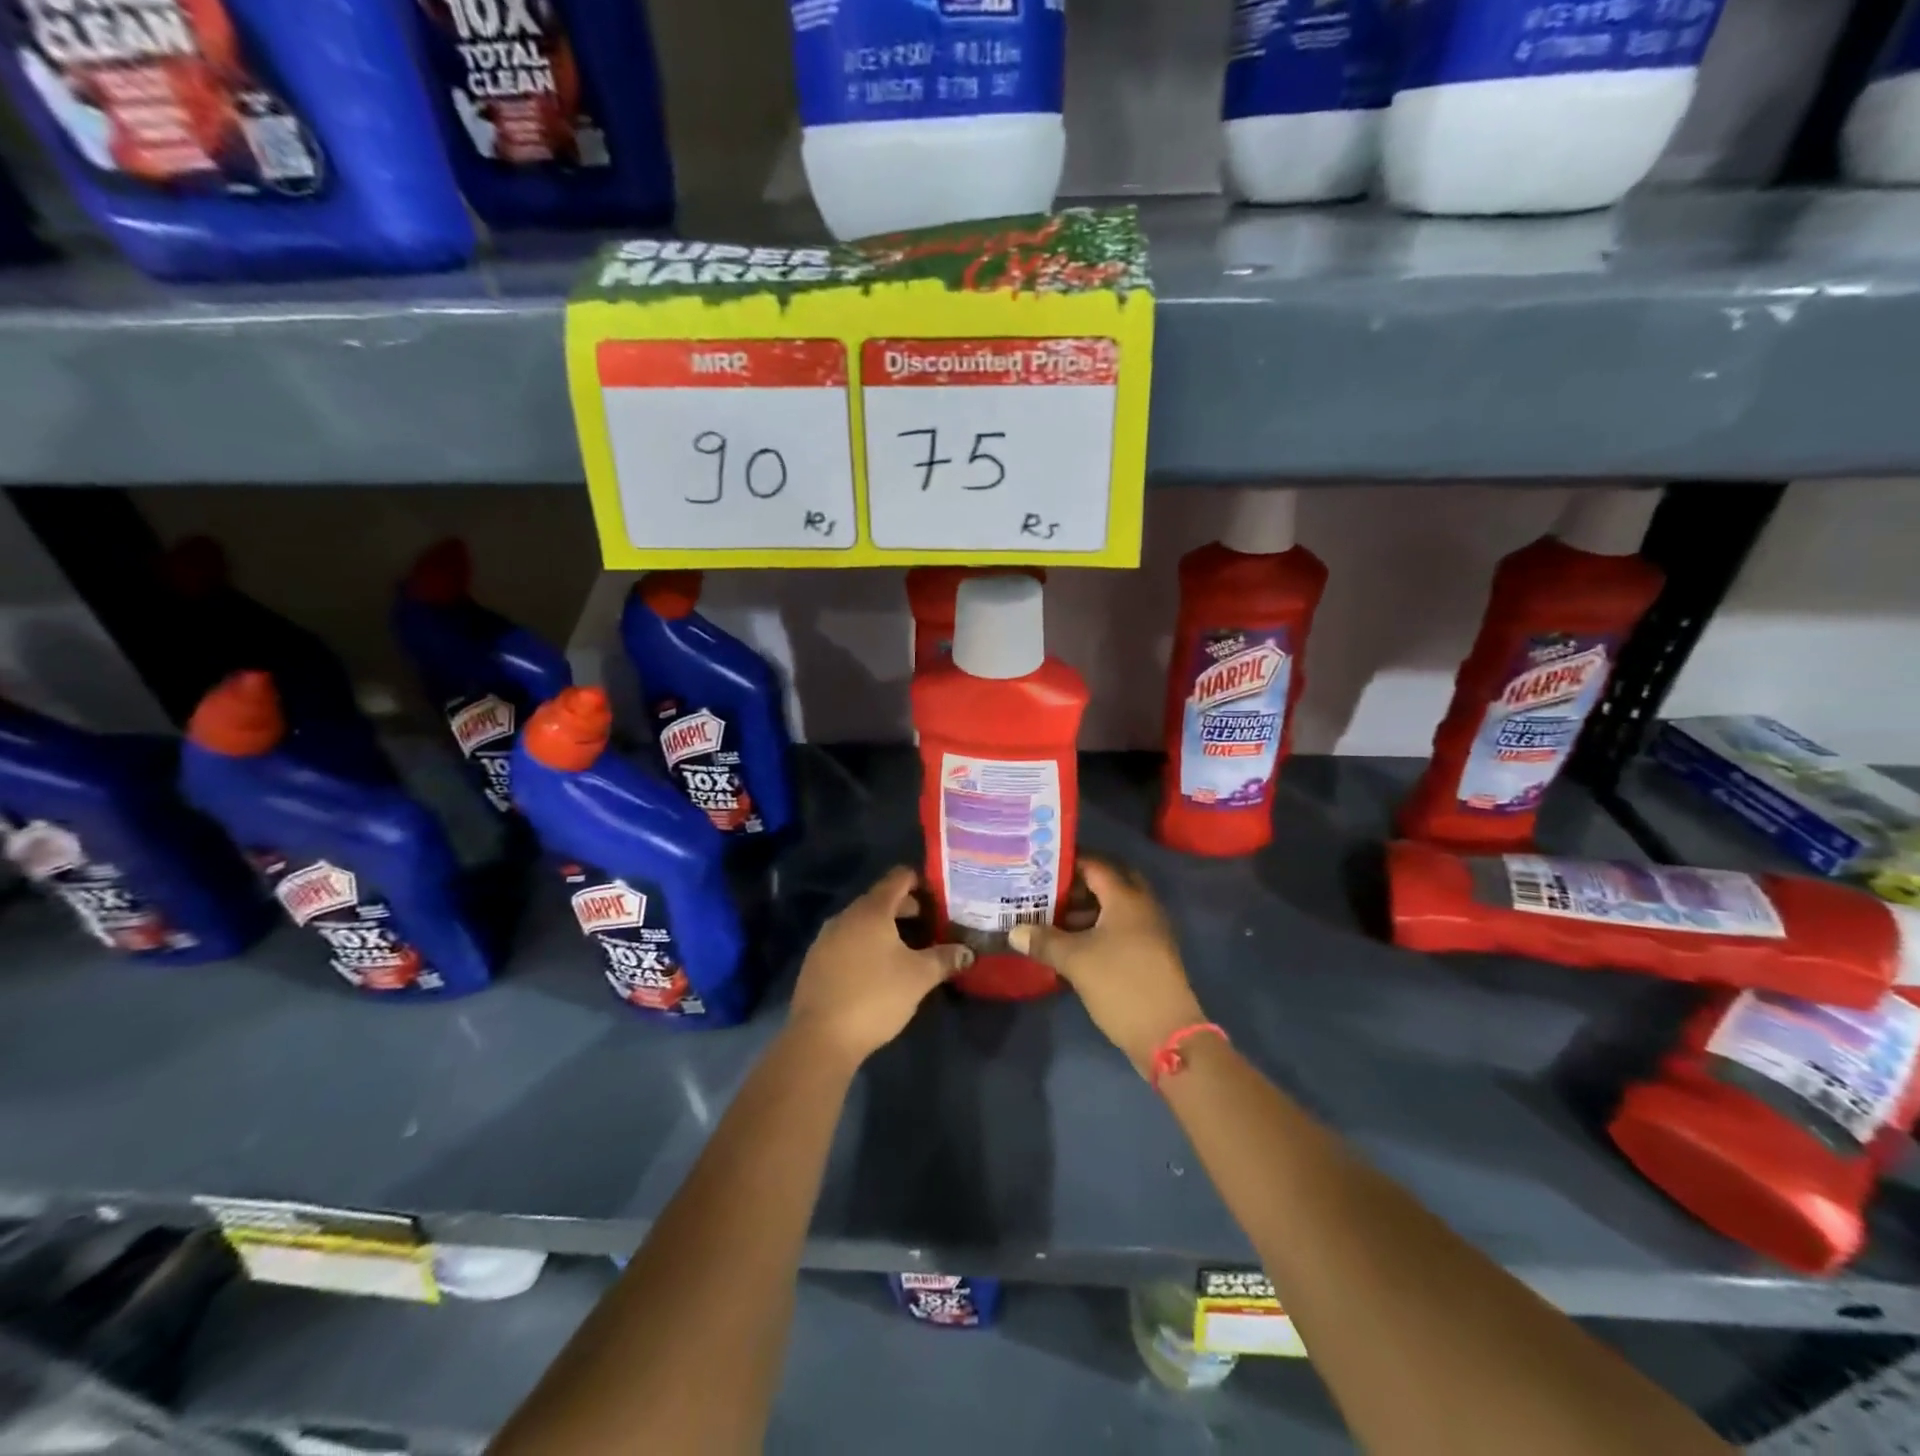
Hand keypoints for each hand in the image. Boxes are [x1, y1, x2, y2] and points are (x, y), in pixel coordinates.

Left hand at [787, 866, 972, 1068]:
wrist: (820, 1038)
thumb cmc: (875, 996)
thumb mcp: (919, 977)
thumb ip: (945, 958)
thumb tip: (968, 951)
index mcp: (871, 911)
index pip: (898, 878)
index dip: (920, 881)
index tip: (940, 896)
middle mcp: (845, 916)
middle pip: (880, 900)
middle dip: (906, 909)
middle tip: (932, 925)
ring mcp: (826, 939)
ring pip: (862, 923)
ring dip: (885, 929)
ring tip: (908, 950)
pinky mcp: (816, 963)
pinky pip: (847, 942)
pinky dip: (866, 946)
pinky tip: (878, 970)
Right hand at [1010, 857, 1205, 1077]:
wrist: (1167, 1033)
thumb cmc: (1120, 985)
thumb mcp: (1075, 961)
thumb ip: (1044, 941)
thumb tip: (1014, 931)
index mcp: (1126, 898)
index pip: (1095, 865)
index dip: (1068, 862)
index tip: (1040, 864)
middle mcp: (1142, 906)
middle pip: (1108, 883)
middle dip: (1078, 884)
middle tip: (1048, 889)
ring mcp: (1149, 930)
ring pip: (1114, 907)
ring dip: (1086, 908)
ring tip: (1052, 917)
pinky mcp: (1149, 952)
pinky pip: (1120, 927)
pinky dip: (1097, 927)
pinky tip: (1072, 943)